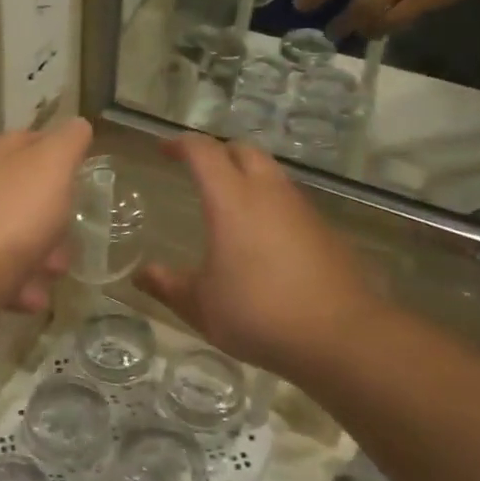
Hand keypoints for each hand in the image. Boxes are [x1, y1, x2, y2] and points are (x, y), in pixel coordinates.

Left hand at [0, 118, 93, 314]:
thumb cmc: (13, 215)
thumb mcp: (52, 166)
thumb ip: (68, 142)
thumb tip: (78, 124)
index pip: (29, 141)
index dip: (58, 152)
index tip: (82, 172)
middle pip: (26, 196)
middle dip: (54, 219)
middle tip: (70, 234)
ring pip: (17, 238)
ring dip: (43, 257)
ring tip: (52, 273)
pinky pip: (3, 273)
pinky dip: (21, 284)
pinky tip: (31, 296)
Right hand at [133, 136, 380, 380]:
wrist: (339, 336)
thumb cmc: (258, 313)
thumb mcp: (201, 306)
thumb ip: (168, 286)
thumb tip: (140, 275)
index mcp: (232, 200)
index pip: (204, 152)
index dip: (181, 145)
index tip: (164, 150)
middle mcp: (269, 193)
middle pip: (243, 151)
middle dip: (218, 152)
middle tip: (198, 171)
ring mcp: (301, 209)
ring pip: (272, 174)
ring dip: (247, 176)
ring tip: (229, 204)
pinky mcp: (325, 230)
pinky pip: (290, 202)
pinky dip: (270, 204)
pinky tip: (263, 239)